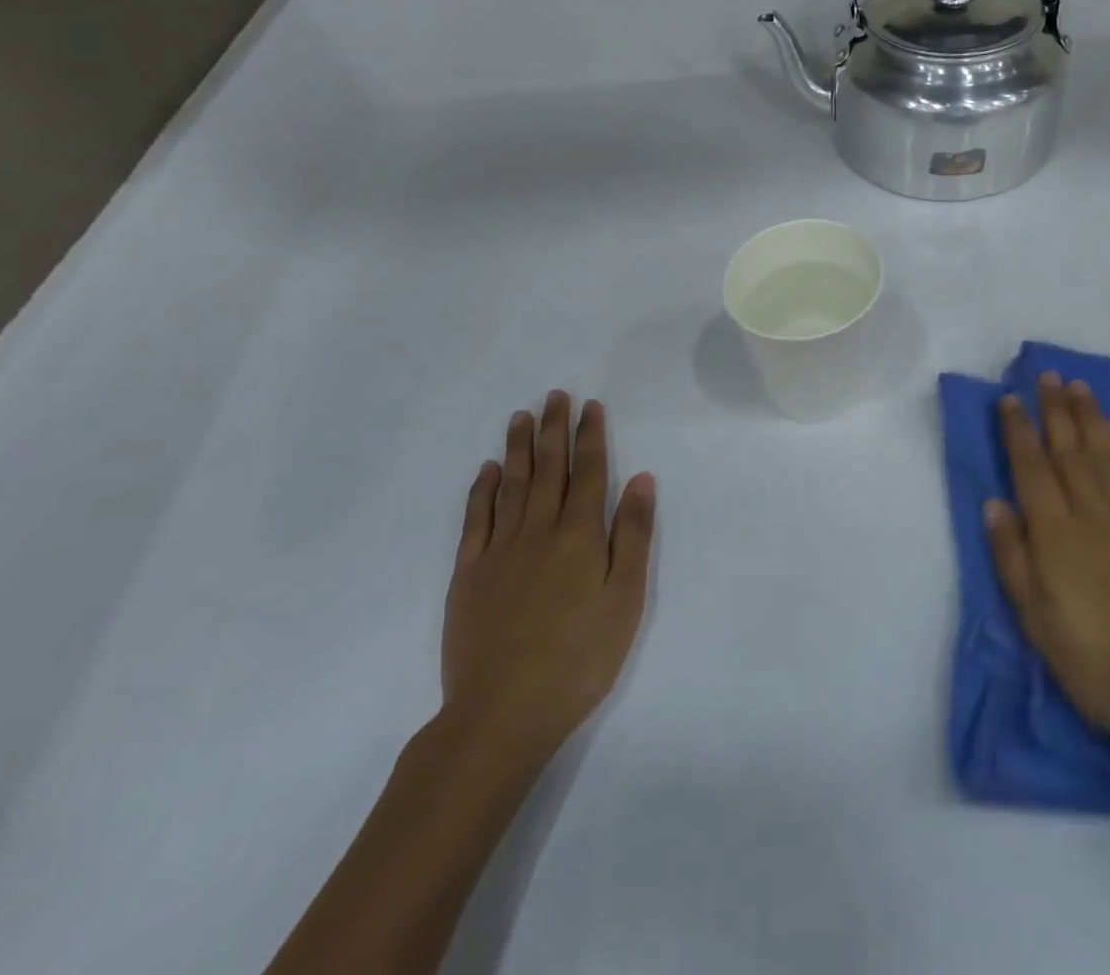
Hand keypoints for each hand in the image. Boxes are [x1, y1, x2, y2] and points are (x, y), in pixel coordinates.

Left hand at [440, 392, 655, 772]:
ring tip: (522, 416)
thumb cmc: (579, 658)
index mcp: (579, 535)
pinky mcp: (469, 574)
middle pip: (548, 468)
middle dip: (554, 429)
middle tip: (555, 395)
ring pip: (511, 484)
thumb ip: (632, 535)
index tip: (590, 406)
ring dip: (518, 447)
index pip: (588, 472)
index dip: (590, 436)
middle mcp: (538, 531)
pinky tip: (488, 470)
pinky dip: (482, 489)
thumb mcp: (624, 600)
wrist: (502, 714)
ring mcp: (499, 550)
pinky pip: (476, 519)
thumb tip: (640, 479)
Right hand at [986, 373, 1109, 774]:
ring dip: (1090, 417)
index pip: (1031, 469)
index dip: (1018, 431)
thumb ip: (1012, 559)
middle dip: (1055, 410)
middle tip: (1047, 375)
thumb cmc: (1098, 665)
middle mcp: (1093, 515)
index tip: (1010, 399)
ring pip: (1106, 455)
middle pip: (1069, 451)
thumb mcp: (1037, 623)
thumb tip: (993, 504)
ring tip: (1078, 386)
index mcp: (1056, 536)